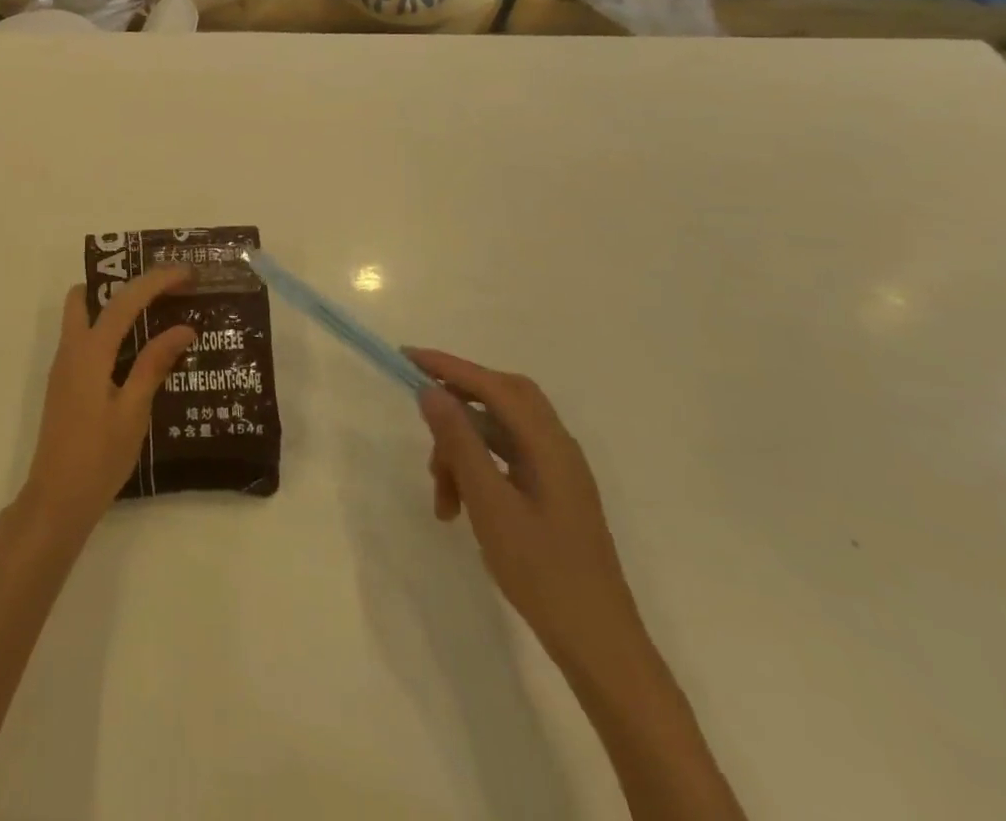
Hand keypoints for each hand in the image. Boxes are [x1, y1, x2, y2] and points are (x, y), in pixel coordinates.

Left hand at [21, 266, 195, 534]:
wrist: (57, 500)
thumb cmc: (99, 457)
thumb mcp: (133, 411)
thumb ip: (154, 365)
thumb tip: (183, 328)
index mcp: (89, 352)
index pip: (123, 301)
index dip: (155, 281)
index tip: (185, 272)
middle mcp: (71, 350)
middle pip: (86, 296)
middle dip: (120, 282)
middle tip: (159, 288)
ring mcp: (64, 366)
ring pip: (84, 317)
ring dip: (114, 306)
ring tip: (155, 314)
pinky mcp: (66, 383)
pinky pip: (86, 340)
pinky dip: (110, 331)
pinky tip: (138, 351)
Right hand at [410, 349, 649, 679]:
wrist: (599, 646)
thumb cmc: (542, 572)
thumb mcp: (489, 504)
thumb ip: (460, 442)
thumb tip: (430, 391)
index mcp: (549, 444)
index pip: (492, 385)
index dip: (448, 366)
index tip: (405, 358)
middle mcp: (557, 448)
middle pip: (502, 398)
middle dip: (458, 400)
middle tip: (422, 414)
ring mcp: (557, 472)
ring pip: (500, 432)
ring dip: (462, 448)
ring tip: (440, 494)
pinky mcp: (551, 494)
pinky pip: (506, 459)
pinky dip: (477, 468)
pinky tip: (459, 504)